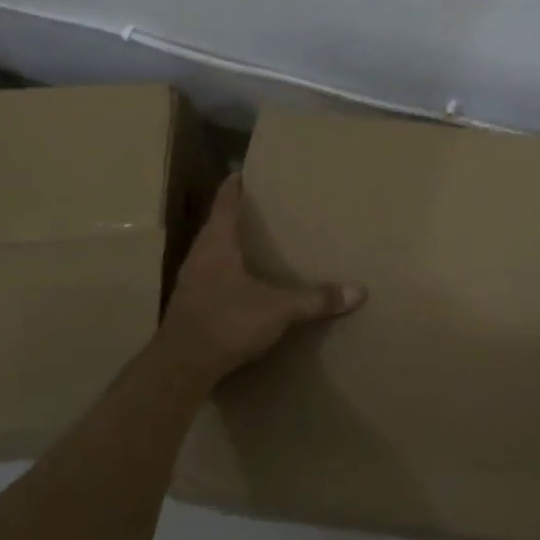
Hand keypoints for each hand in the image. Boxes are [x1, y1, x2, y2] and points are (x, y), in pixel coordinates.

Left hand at [157, 173, 364, 385]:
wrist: (180, 367)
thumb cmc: (227, 322)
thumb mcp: (278, 310)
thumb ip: (315, 300)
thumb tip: (359, 291)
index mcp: (217, 243)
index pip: (224, 203)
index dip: (234, 186)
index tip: (241, 172)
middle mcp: (199, 255)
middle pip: (215, 225)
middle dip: (233, 214)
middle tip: (257, 206)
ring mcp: (189, 281)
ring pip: (209, 251)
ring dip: (226, 244)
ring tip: (249, 242)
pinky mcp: (188, 305)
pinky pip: (207, 276)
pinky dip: (222, 271)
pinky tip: (237, 283)